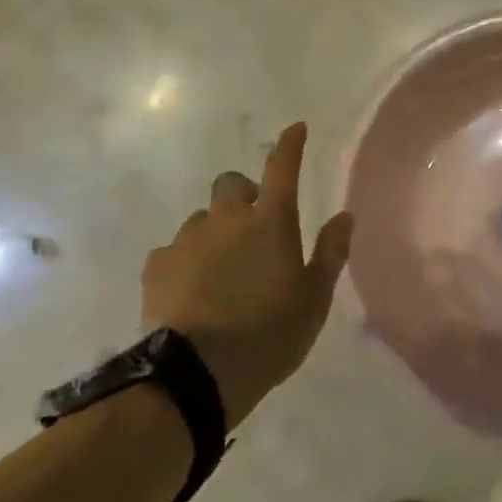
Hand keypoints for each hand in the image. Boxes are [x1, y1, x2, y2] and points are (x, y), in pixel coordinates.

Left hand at [139, 123, 353, 429]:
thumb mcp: (315, 298)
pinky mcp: (157, 266)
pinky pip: (174, 250)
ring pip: (201, 219)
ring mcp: (187, 240)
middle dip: (243, 195)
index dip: (290, 146)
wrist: (198, 372)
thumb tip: (345, 216)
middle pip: (231, 184)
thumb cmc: (270, 333)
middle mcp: (226, 219)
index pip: (282, 169)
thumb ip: (331, 252)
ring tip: (221, 270)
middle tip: (254, 229)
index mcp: (270, 222)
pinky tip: (192, 289)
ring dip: (215, 232)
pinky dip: (186, 260)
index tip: (296, 128)